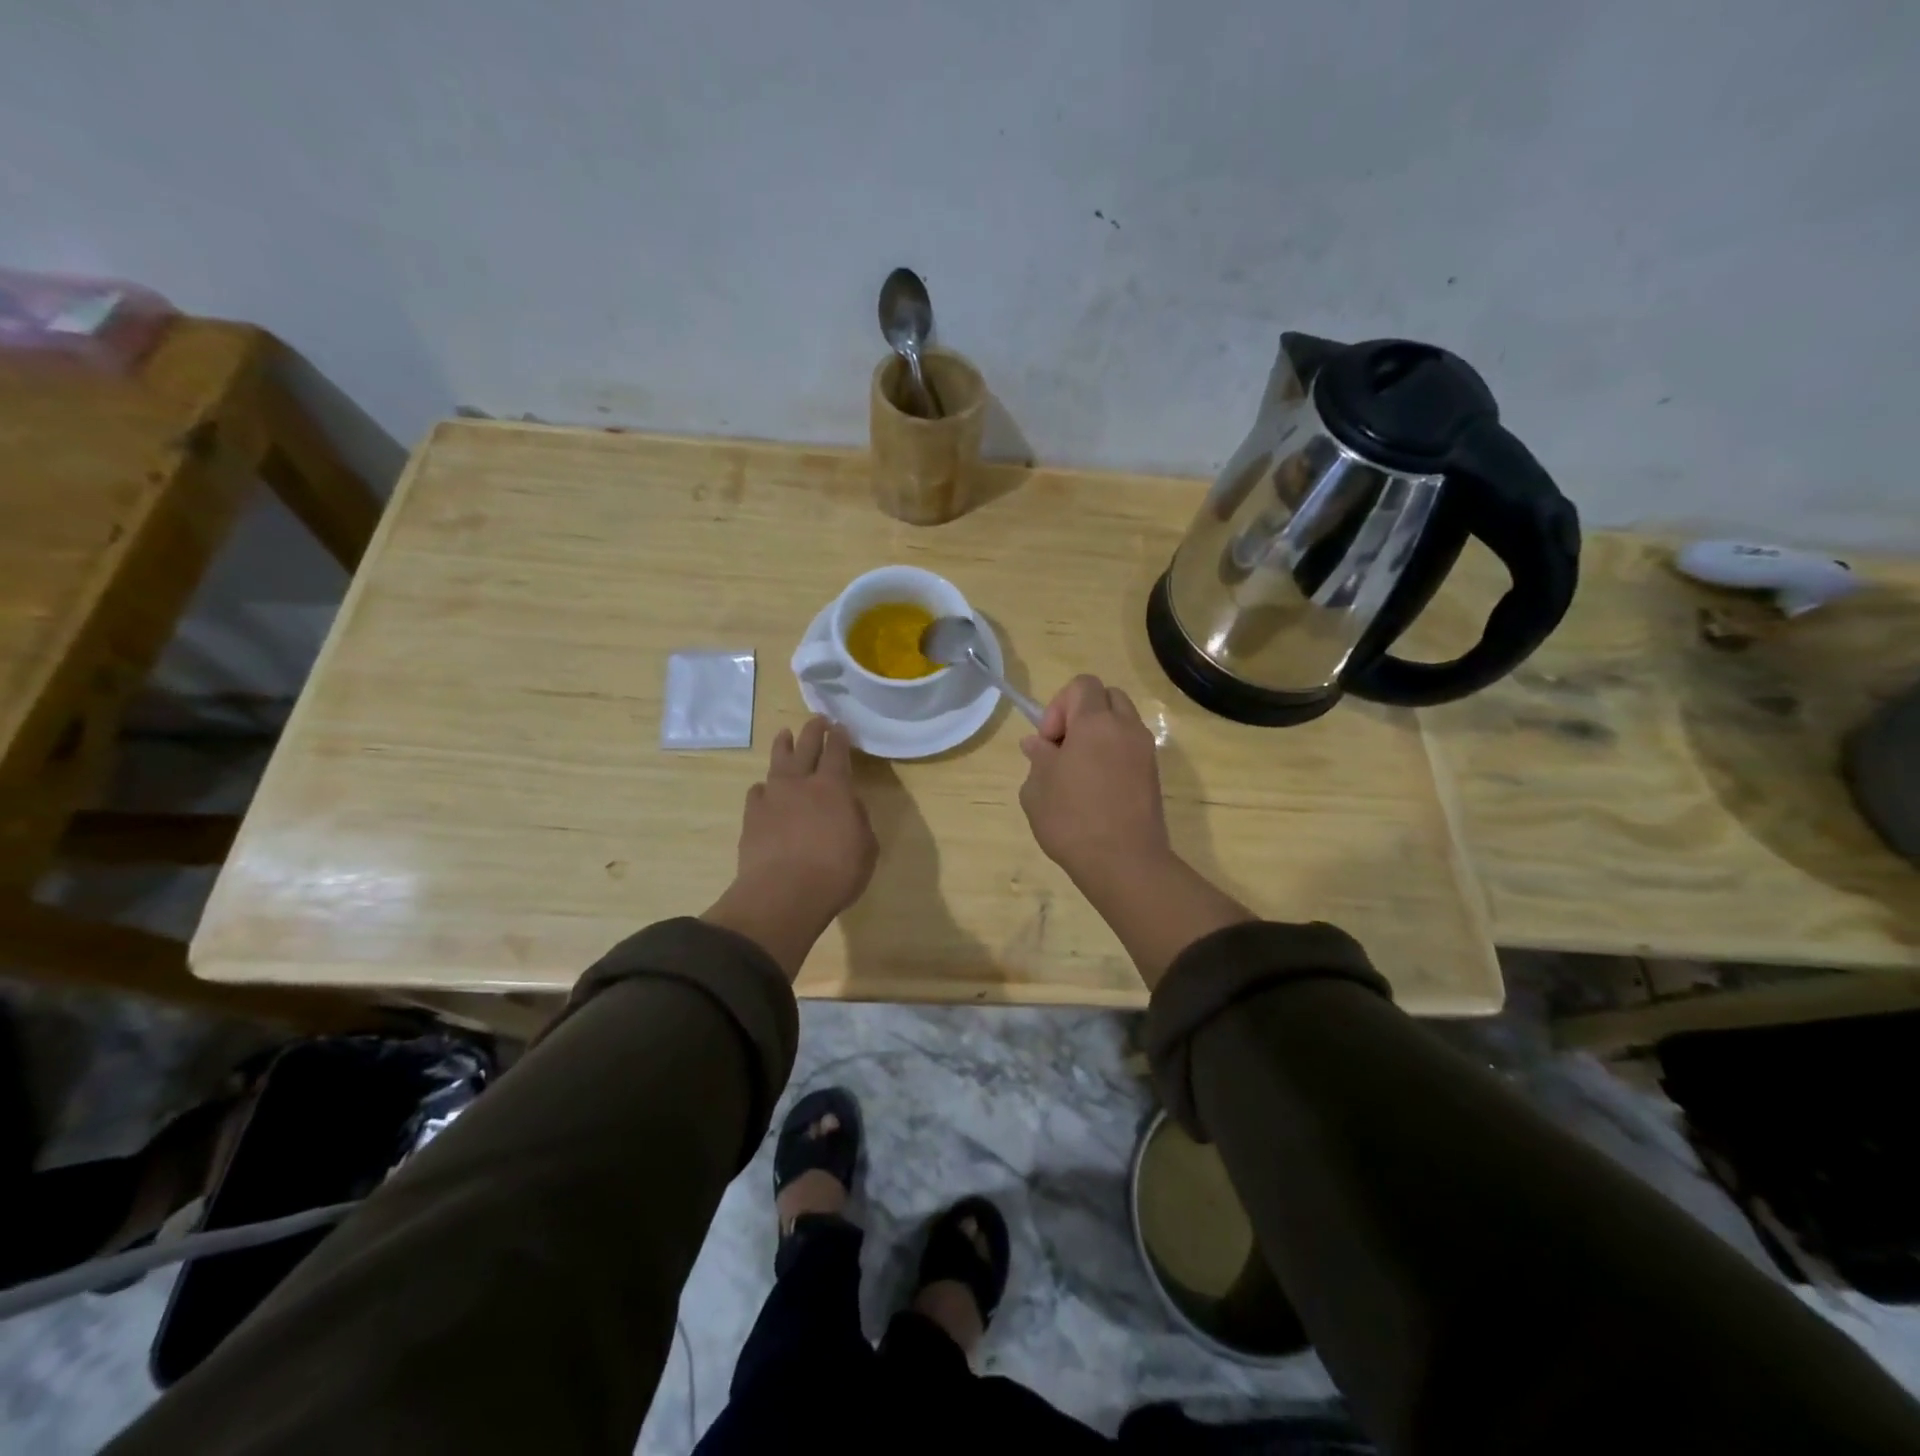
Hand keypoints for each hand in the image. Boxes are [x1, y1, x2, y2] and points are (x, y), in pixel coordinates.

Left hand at [704, 717, 877, 977]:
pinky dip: (764, 788)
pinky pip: (757, 792)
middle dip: (813, 731)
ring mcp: (772, 798)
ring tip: (784, 735)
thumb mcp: (866, 848)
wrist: (782, 894)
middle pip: (806, 747)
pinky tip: (764, 789)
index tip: (840, 726)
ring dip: (782, 747)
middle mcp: (801, 784)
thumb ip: (859, 821)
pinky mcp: (752, 817)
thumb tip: (850, 807)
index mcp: (833, 787)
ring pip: (777, 762)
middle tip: (816, 720)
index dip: (839, 737)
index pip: (837, 752)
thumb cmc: (835, 873)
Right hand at [1019, 675, 1172, 887]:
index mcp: (1095, 723)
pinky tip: (1096, 789)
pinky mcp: (1154, 775)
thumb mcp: (1037, 789)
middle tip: (1065, 749)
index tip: (1050, 741)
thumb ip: (1038, 758)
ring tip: (1080, 771)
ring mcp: (1145, 751)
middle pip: (1107, 698)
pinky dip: (1113, 755)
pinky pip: (1131, 748)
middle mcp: (1126, 728)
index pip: (1082, 685)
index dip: (1059, 705)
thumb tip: (1038, 744)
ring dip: (1100, 735)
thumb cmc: (1072, 820)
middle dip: (1082, 713)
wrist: (1124, 862)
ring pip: (1122, 722)